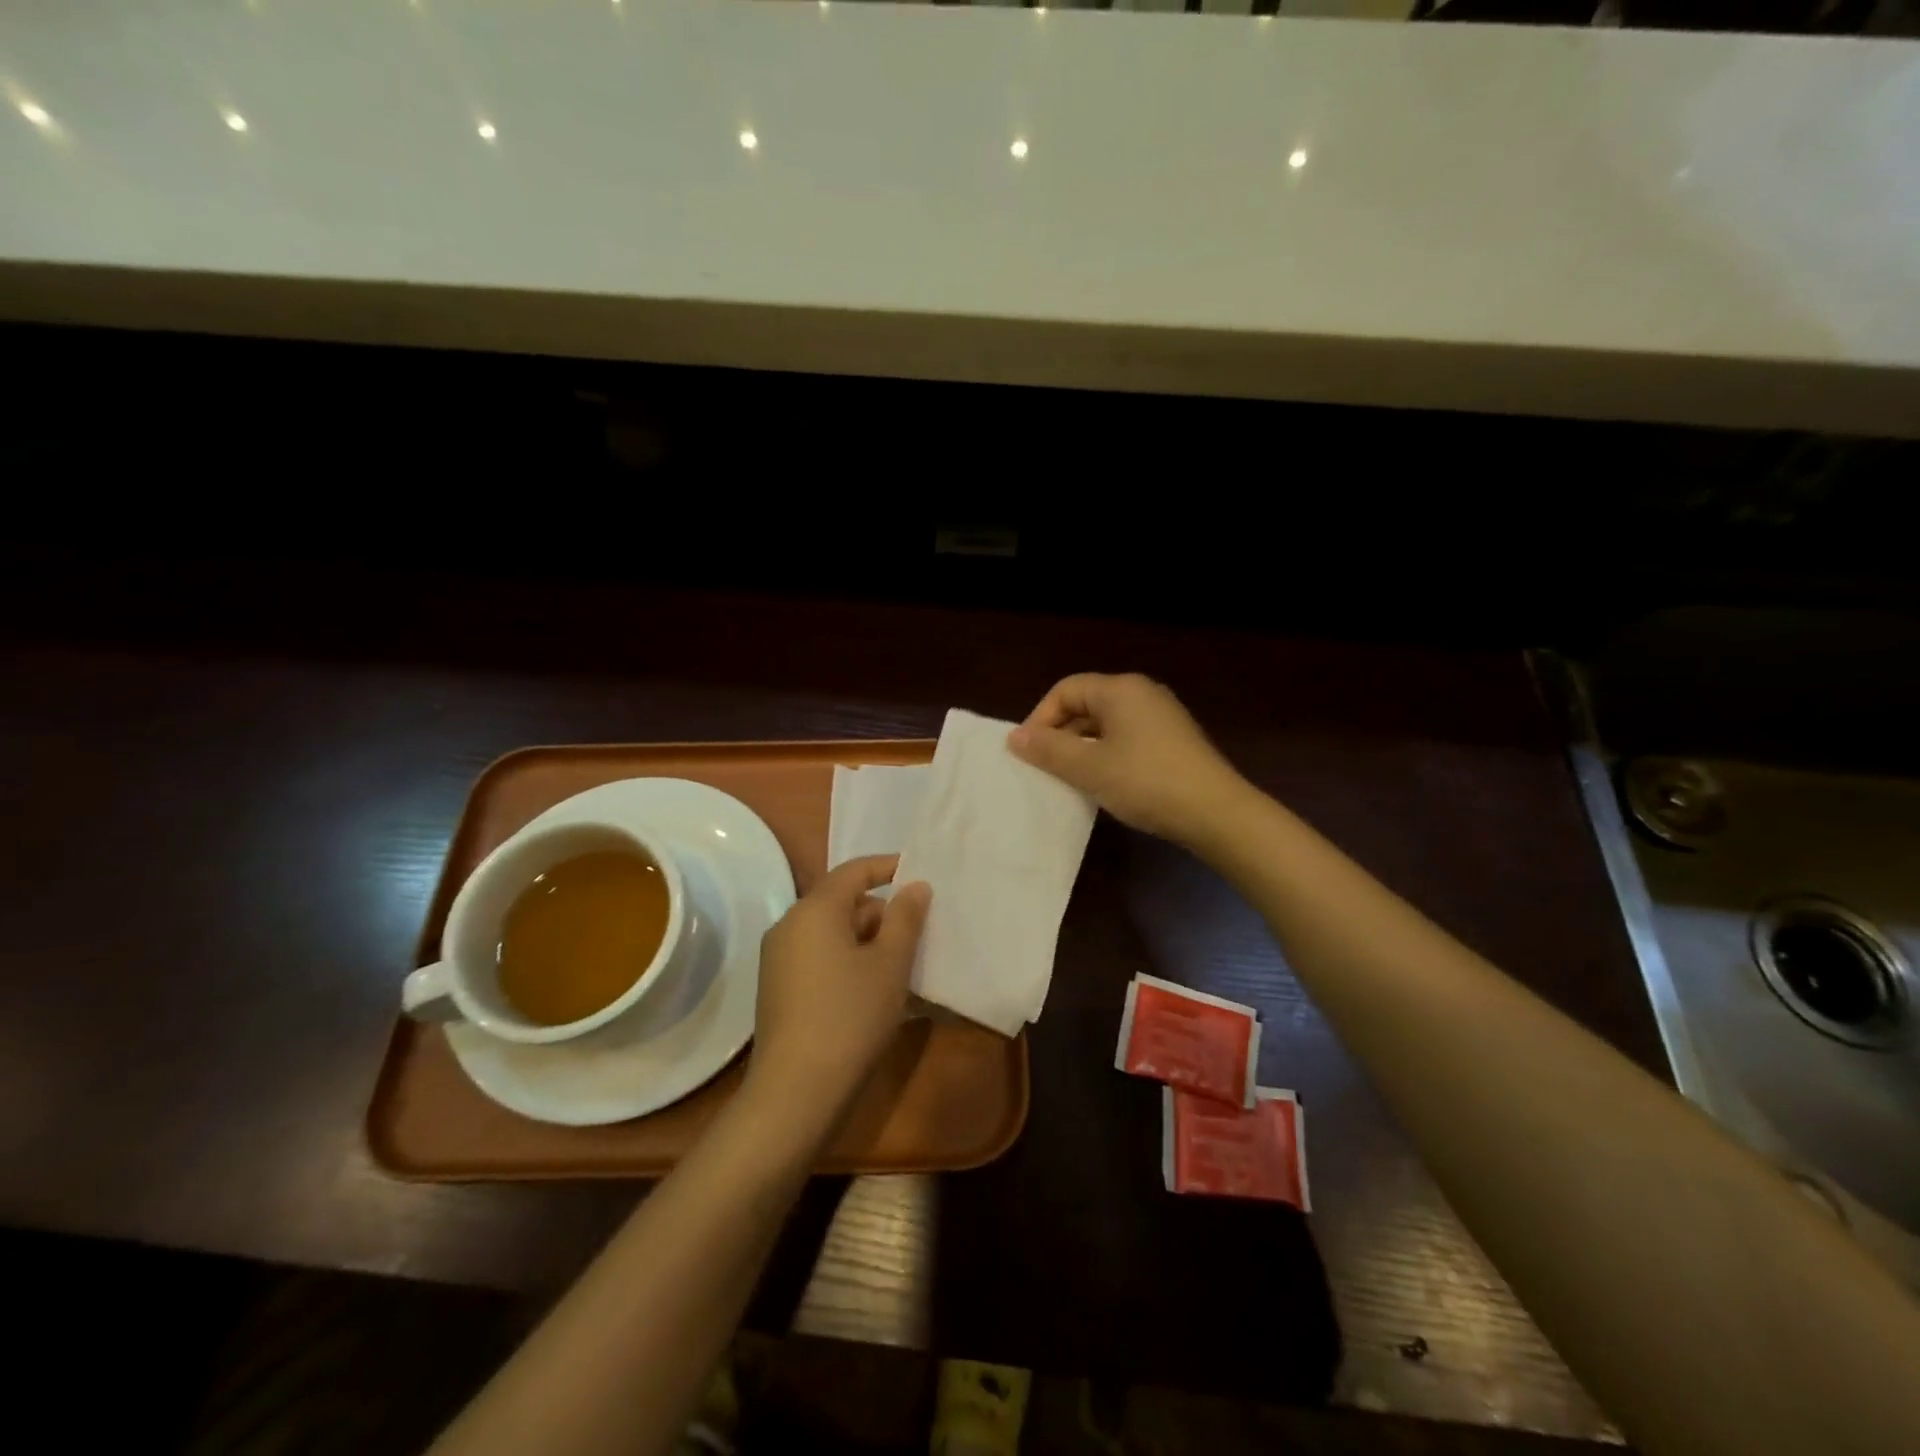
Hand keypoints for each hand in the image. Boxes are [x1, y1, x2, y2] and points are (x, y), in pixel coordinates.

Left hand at [746, 856, 931, 1125]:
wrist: (796, 1091)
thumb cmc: (851, 1016)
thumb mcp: (890, 964)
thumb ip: (905, 918)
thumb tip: (915, 886)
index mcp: (815, 909)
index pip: (854, 871)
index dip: (888, 867)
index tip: (919, 873)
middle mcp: (789, 925)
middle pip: (842, 902)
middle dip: (881, 912)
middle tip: (917, 933)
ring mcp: (778, 958)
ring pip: (831, 932)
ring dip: (866, 940)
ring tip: (901, 966)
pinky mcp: (777, 988)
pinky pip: (819, 957)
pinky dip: (847, 961)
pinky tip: (873, 990)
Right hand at [1007, 673, 1246, 846]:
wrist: (1216, 813)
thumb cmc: (1146, 782)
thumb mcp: (1089, 767)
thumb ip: (1048, 749)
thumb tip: (1014, 737)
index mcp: (1120, 689)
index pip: (1065, 690)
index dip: (1040, 718)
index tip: (1030, 753)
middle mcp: (1142, 694)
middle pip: (1086, 704)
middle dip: (1060, 734)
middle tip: (1045, 768)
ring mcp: (1162, 717)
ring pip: (1106, 724)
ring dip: (1082, 747)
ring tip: (1070, 778)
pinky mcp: (1173, 741)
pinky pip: (1126, 738)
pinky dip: (1106, 755)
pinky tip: (1104, 783)